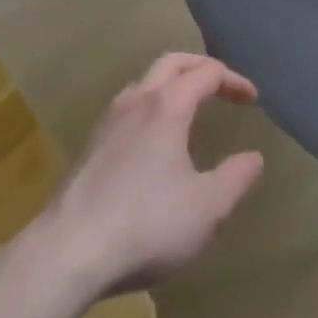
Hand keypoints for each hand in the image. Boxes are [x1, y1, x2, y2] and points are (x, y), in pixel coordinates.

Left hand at [26, 54, 264, 299]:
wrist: (64, 255)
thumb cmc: (145, 226)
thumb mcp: (207, 209)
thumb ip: (236, 179)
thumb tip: (253, 157)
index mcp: (168, 105)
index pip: (207, 72)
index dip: (233, 80)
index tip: (252, 99)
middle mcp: (137, 101)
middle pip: (172, 63)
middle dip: (201, 67)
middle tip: (221, 86)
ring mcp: (107, 122)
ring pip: (144, 83)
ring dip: (171, 86)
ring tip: (188, 114)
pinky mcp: (88, 147)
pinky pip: (127, 109)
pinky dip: (149, 109)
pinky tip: (152, 145)